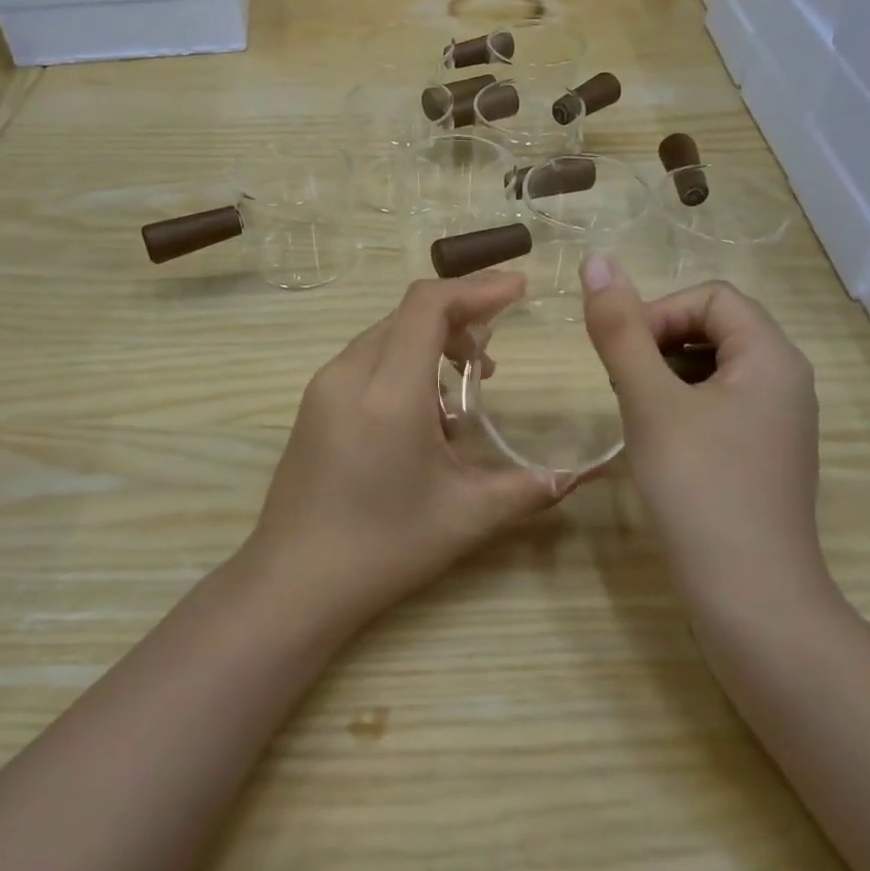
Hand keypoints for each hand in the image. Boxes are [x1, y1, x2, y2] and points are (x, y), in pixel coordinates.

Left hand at [248, 273, 557, 624]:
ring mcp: (325, 386)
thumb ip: (527, 488)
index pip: (428, 304)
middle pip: (409, 313)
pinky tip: (425, 410)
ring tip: (466, 384)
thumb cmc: (383, 548)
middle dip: (459, 316)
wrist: (293, 583)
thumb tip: (576, 475)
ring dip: (431, 340)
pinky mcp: (314, 403)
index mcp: (389, 391)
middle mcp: (350, 373)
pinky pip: (366, 358)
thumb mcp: (465, 517)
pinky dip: (404, 361)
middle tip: (495, 353)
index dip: (477, 288)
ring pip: (386, 333)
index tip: (518, 290)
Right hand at [581, 258, 826, 602]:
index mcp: (771, 356)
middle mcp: (785, 379)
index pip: (710, 296)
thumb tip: (596, 260)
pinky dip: (683, 406)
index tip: (626, 358)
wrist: (751, 599)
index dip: (660, 314)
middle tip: (626, 388)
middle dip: (660, 344)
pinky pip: (721, 403)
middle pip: (715, 326)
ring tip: (639, 415)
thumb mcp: (649, 400)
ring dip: (667, 375)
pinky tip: (660, 443)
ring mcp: (779, 420)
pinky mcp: (765, 453)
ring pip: (714, 366)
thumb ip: (620, 329)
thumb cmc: (699, 488)